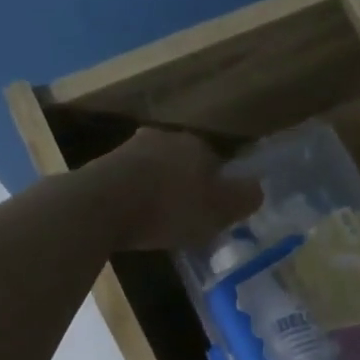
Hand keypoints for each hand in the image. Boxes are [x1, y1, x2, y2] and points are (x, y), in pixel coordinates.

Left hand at [84, 128, 262, 251]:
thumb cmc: (169, 207)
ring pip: (155, 171)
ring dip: (159, 192)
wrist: (101, 206)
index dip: (218, 189)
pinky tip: (134, 220)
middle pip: (184, 164)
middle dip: (186, 187)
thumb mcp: (218, 210)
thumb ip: (243, 198)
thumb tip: (258, 189)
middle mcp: (163, 138)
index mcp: (196, 144)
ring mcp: (129, 149)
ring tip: (159, 222)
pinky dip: (135, 199)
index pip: (216, 162)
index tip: (214, 214)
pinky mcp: (103, 167)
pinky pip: (130, 184)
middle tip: (187, 218)